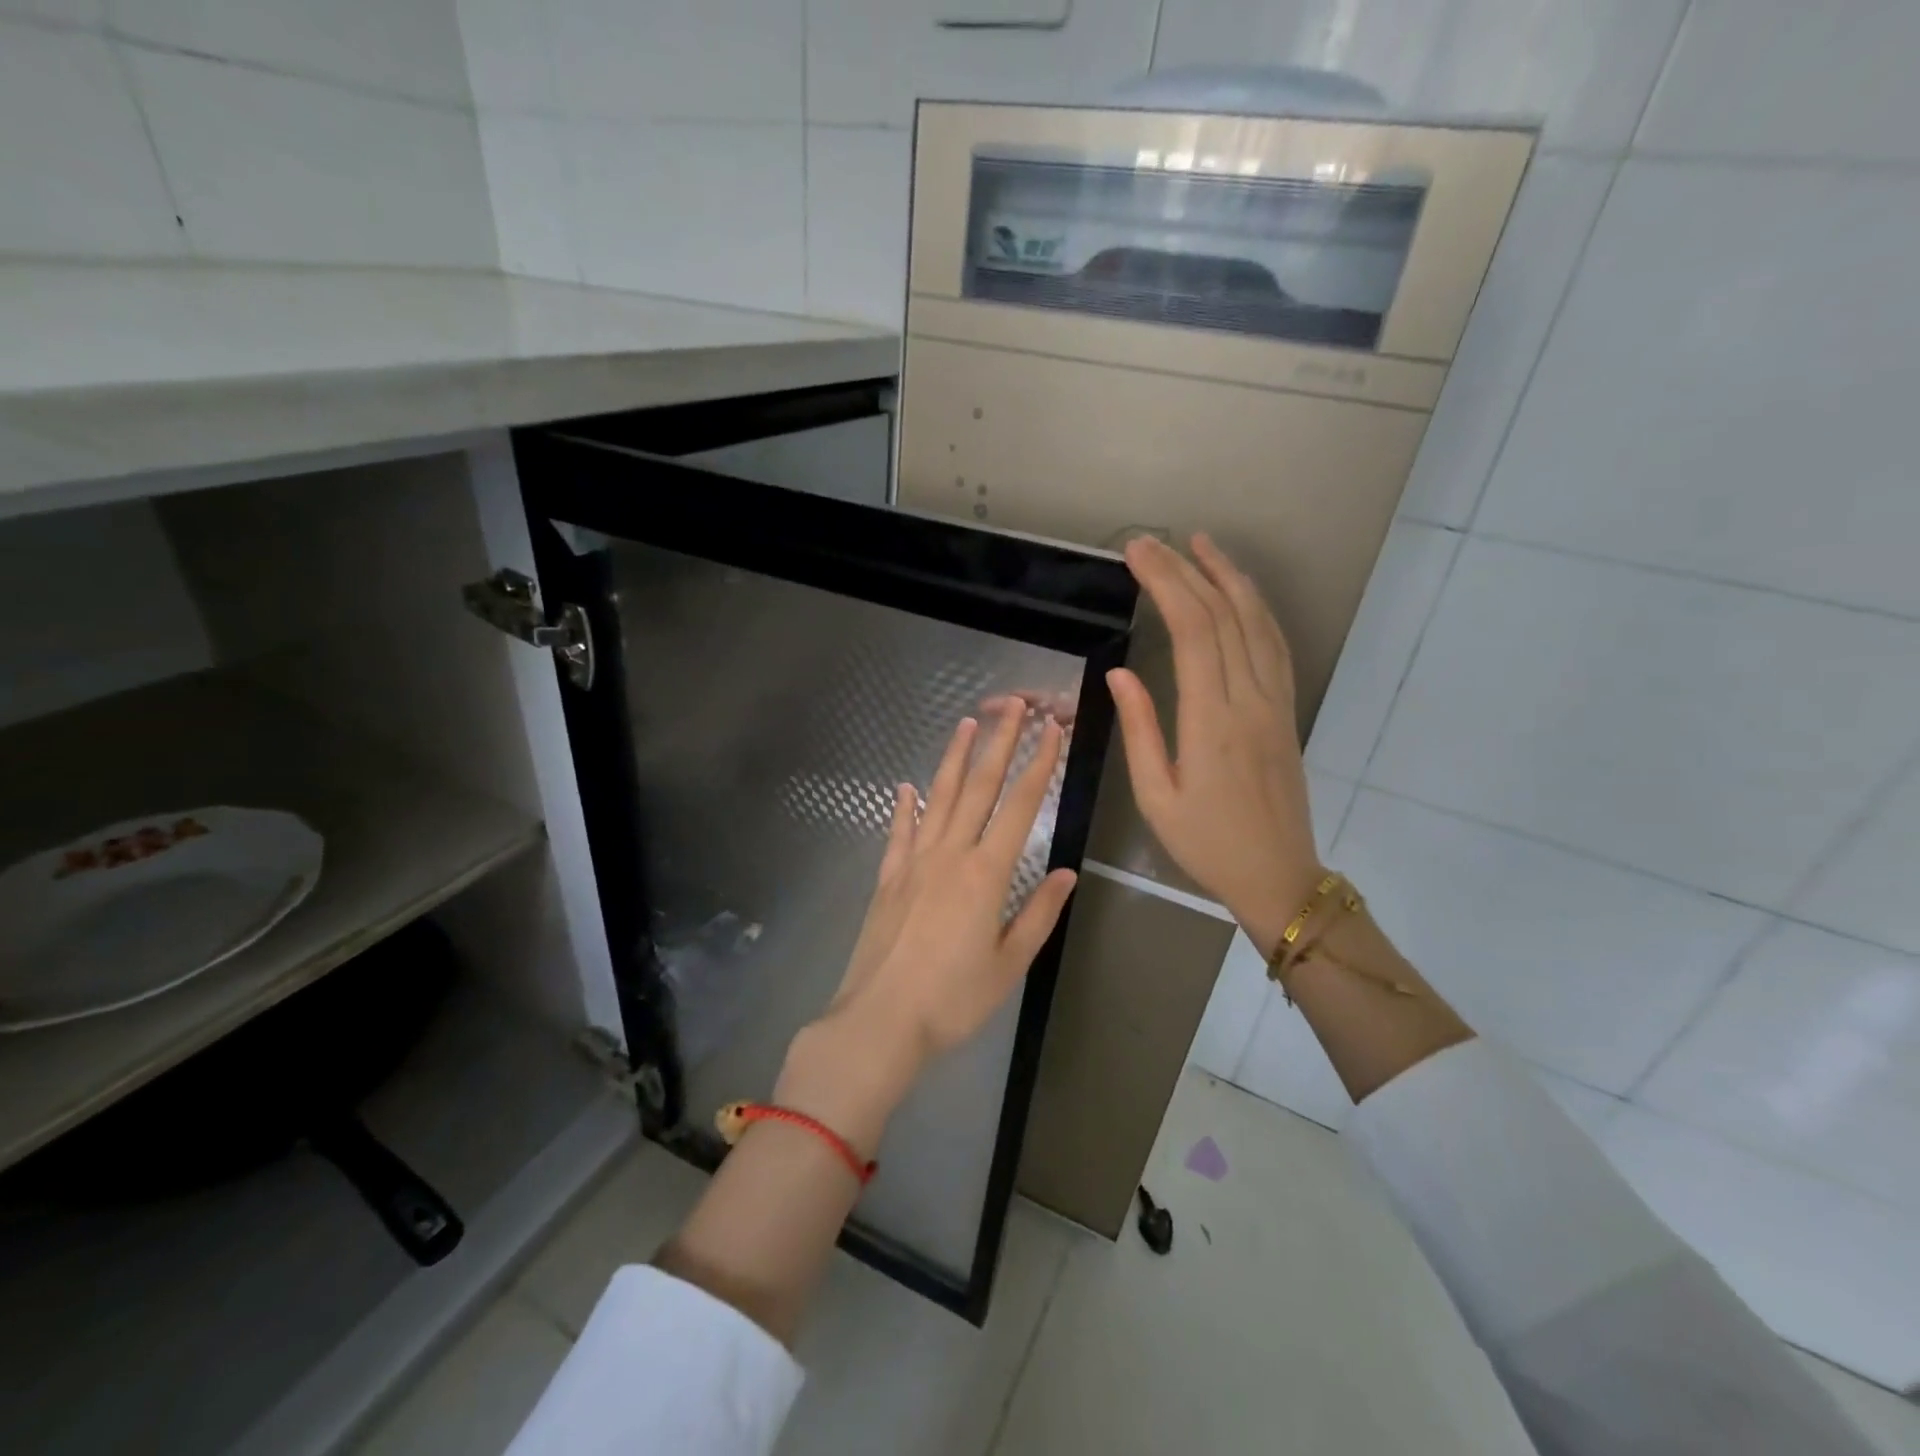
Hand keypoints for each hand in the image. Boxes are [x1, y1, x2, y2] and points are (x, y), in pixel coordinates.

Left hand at [778, 704, 1077, 1151]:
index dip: (1039, 765)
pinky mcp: (888, 877)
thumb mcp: (1009, 964)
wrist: (879, 1021)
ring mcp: (914, 862)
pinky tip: (907, 787)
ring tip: (967, 723)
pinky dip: (905, 806)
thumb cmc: (952, 1000)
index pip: (1020, 806)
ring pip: (939, 797)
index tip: (1051, 731)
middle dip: (999, 741)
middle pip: (979, 787)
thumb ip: (1039, 914)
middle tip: (1013, 703)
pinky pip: (899, 831)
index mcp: (986, 874)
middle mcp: (950, 855)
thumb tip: (1067, 872)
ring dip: (955, 758)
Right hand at [1108, 534, 1320, 957]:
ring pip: (1257, 622)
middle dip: (1187, 570)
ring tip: (1202, 545)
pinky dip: (1257, 609)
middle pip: (1222, 616)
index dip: (1166, 584)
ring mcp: (1275, 702)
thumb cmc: (1207, 844)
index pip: (1191, 631)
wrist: (1278, 875)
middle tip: (1153, 542)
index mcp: (1211, 720)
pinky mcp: (1286, 710)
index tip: (1137, 554)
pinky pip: (1276, 645)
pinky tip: (1240, 593)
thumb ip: (1142, 731)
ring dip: (1229, 577)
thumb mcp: (1156, 798)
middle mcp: (1249, 699)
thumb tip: (1120, 675)